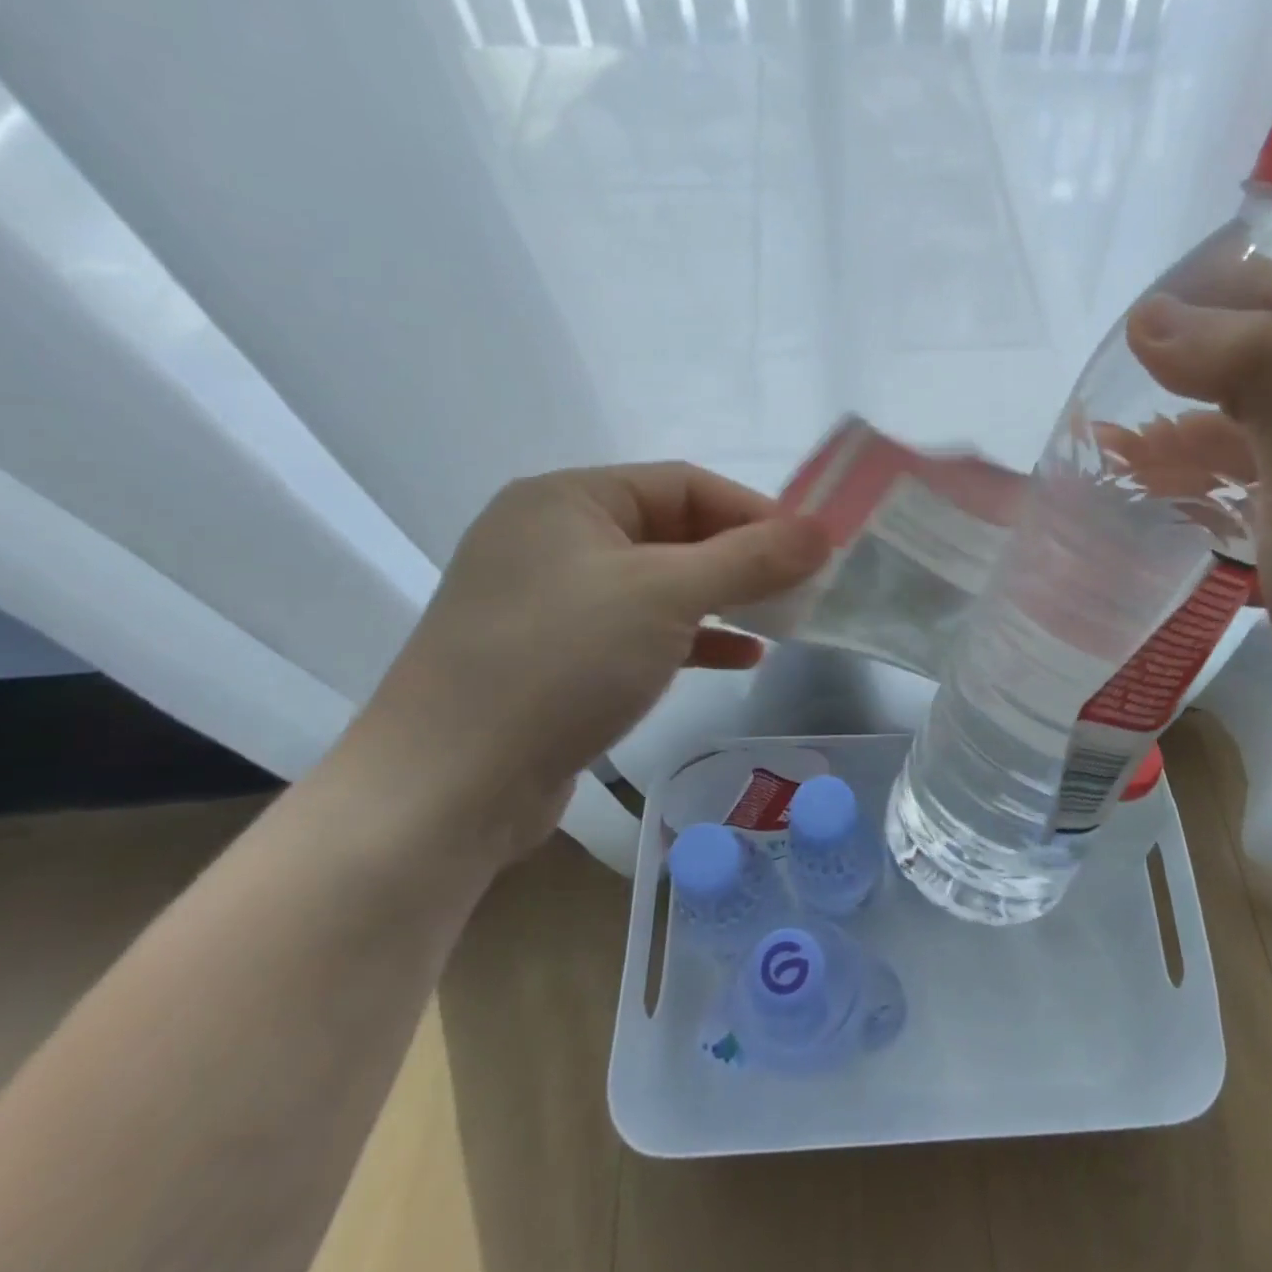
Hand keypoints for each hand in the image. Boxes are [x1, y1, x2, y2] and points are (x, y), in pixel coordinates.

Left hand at [353, 465, 828, 856]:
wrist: (448, 787)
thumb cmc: (560, 661)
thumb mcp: (666, 596)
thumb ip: (750, 558)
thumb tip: (823, 532)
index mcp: (568, 499)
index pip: (684, 484)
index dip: (754, 512)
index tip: (811, 548)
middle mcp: (554, 538)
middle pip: (673, 532)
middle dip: (742, 559)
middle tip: (802, 588)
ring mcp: (552, 600)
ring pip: (660, 584)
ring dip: (723, 600)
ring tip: (781, 622)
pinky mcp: (557, 655)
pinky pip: (640, 630)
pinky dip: (692, 638)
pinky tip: (739, 656)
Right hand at [1126, 296, 1271, 759]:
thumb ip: (1253, 376)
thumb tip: (1153, 318)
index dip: (1227, 334)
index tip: (1152, 345)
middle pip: (1269, 410)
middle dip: (1189, 412)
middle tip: (1114, 428)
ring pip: (1255, 468)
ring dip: (1189, 463)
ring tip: (1119, 470)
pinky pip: (1252, 519)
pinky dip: (1205, 510)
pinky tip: (1161, 519)